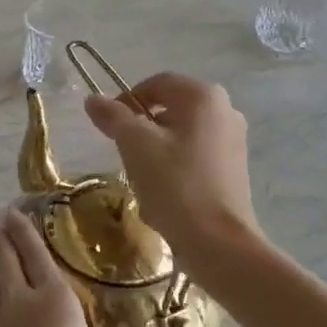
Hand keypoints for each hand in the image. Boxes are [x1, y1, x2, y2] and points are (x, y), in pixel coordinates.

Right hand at [83, 72, 258, 264]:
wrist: (218, 242)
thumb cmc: (175, 184)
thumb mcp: (135, 145)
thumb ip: (113, 117)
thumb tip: (93, 99)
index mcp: (204, 96)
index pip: (156, 84)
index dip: (126, 100)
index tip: (108, 127)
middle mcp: (225, 111)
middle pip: (169, 110)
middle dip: (141, 130)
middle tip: (123, 154)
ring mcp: (233, 142)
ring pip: (180, 136)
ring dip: (155, 153)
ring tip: (142, 179)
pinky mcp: (233, 170)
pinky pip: (194, 158)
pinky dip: (174, 170)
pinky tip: (163, 196)